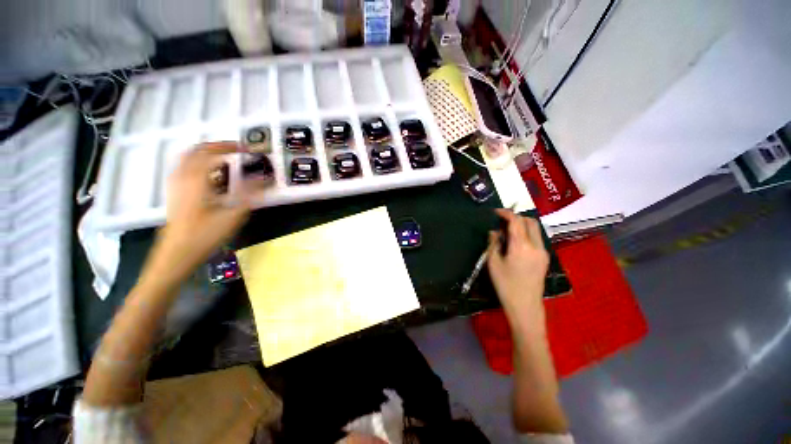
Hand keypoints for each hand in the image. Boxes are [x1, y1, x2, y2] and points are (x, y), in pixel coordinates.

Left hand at [149, 142, 251, 283]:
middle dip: (216, 147)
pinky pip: (186, 170)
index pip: (210, 152)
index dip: (228, 146)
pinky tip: (213, 177)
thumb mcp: (234, 215)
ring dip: (208, 156)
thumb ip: (250, 193)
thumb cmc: (205, 235)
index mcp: (195, 180)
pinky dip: (201, 166)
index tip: (246, 149)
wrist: (176, 254)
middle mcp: (182, 177)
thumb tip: (265, 178)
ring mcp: (176, 186)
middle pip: (196, 151)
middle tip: (235, 150)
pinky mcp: (176, 194)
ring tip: (226, 160)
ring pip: (189, 160)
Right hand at [487, 209, 549, 323]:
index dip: (506, 213)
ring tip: (507, 231)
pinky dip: (526, 234)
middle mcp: (536, 246)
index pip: (516, 221)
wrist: (525, 305)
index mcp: (521, 246)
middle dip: (516, 217)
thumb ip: (493, 243)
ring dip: (522, 225)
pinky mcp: (545, 258)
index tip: (495, 212)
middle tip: (501, 221)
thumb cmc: (505, 285)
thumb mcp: (493, 263)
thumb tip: (494, 231)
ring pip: (535, 229)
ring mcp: (543, 252)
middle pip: (530, 221)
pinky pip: (537, 238)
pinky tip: (515, 242)